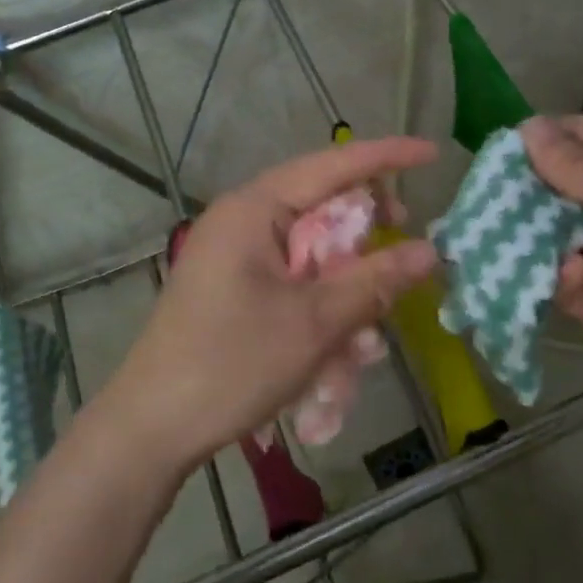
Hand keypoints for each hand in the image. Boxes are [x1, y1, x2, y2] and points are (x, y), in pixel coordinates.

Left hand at [104, 137, 440, 475]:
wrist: (151, 428)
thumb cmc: (231, 364)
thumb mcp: (315, 322)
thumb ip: (375, 280)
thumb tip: (430, 250)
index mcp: (254, 208)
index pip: (332, 165)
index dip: (386, 157)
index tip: (432, 154)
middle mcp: (242, 219)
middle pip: (321, 204)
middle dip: (367, 230)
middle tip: (406, 246)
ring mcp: (234, 253)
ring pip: (310, 247)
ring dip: (346, 278)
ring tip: (369, 324)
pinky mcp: (233, 285)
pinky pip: (292, 276)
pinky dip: (321, 300)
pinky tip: (339, 348)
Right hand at [522, 115, 582, 434]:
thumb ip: (579, 167)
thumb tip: (526, 127)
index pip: (579, 137)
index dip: (539, 139)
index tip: (496, 151)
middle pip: (556, 184)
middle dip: (522, 189)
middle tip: (484, 197)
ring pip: (548, 231)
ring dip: (527, 234)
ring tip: (499, 235)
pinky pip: (556, 277)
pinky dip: (552, 275)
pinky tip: (569, 278)